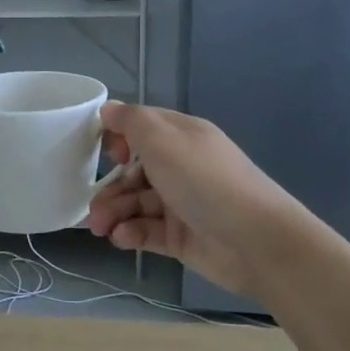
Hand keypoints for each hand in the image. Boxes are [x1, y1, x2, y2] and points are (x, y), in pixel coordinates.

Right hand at [86, 102, 304, 300]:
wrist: (256, 241)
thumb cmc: (206, 182)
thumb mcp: (164, 141)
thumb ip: (131, 122)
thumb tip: (108, 109)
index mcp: (181, 137)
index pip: (142, 128)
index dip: (118, 138)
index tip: (105, 153)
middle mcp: (181, 166)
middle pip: (133, 171)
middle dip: (110, 187)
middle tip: (93, 208)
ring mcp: (181, 203)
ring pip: (136, 203)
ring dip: (114, 213)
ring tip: (101, 228)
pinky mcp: (180, 236)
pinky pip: (146, 230)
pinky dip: (130, 233)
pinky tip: (122, 238)